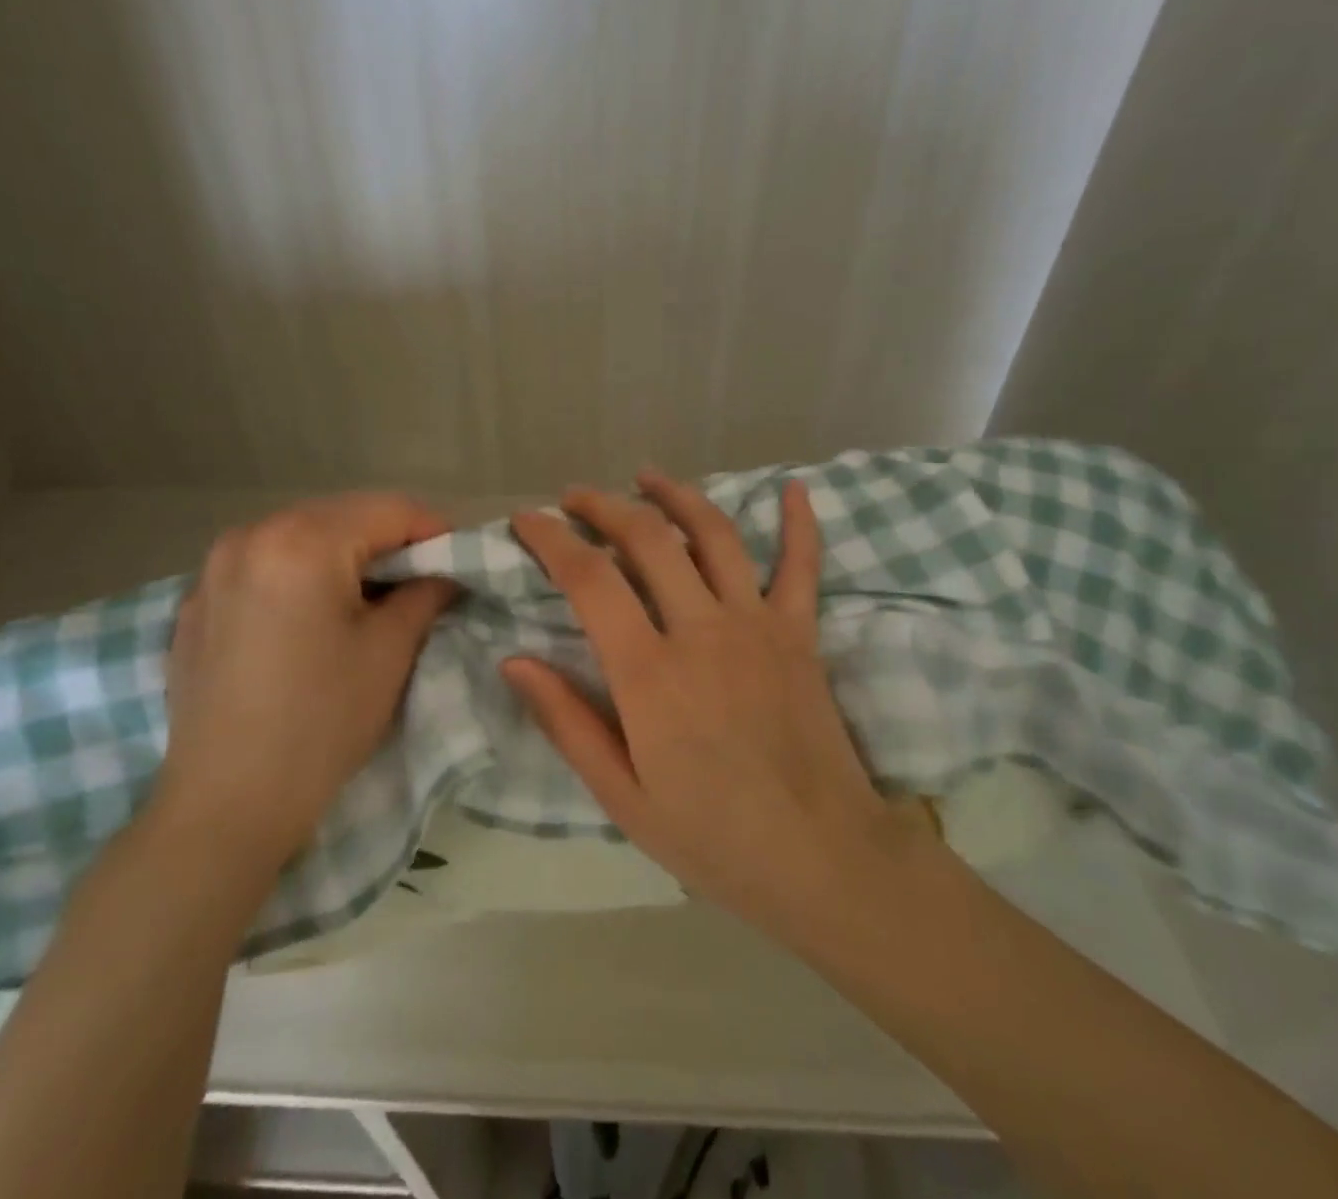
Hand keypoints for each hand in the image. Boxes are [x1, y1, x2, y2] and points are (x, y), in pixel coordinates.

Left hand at [158, 494, 456, 862]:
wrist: (225, 806)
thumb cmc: (321, 723)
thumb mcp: (389, 651)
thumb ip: (426, 593)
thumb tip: (443, 574)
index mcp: (301, 540)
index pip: (389, 509)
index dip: (436, 531)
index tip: (462, 561)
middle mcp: (250, 536)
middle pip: (342, 516)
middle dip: (390, 542)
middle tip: (424, 580)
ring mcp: (213, 569)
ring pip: (302, 538)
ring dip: (345, 557)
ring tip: (373, 599)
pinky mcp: (196, 603)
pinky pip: (264, 567)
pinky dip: (301, 577)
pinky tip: (315, 620)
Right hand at [502, 470, 941, 941]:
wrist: (822, 860)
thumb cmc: (712, 837)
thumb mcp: (621, 795)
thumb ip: (567, 722)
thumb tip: (514, 660)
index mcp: (649, 673)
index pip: (589, 579)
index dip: (551, 539)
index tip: (526, 520)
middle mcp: (702, 630)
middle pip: (647, 539)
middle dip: (604, 506)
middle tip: (575, 497)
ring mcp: (758, 624)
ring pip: (714, 534)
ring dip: (677, 495)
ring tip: (646, 477)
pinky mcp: (800, 633)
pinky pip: (802, 565)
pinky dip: (799, 524)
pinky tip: (793, 488)